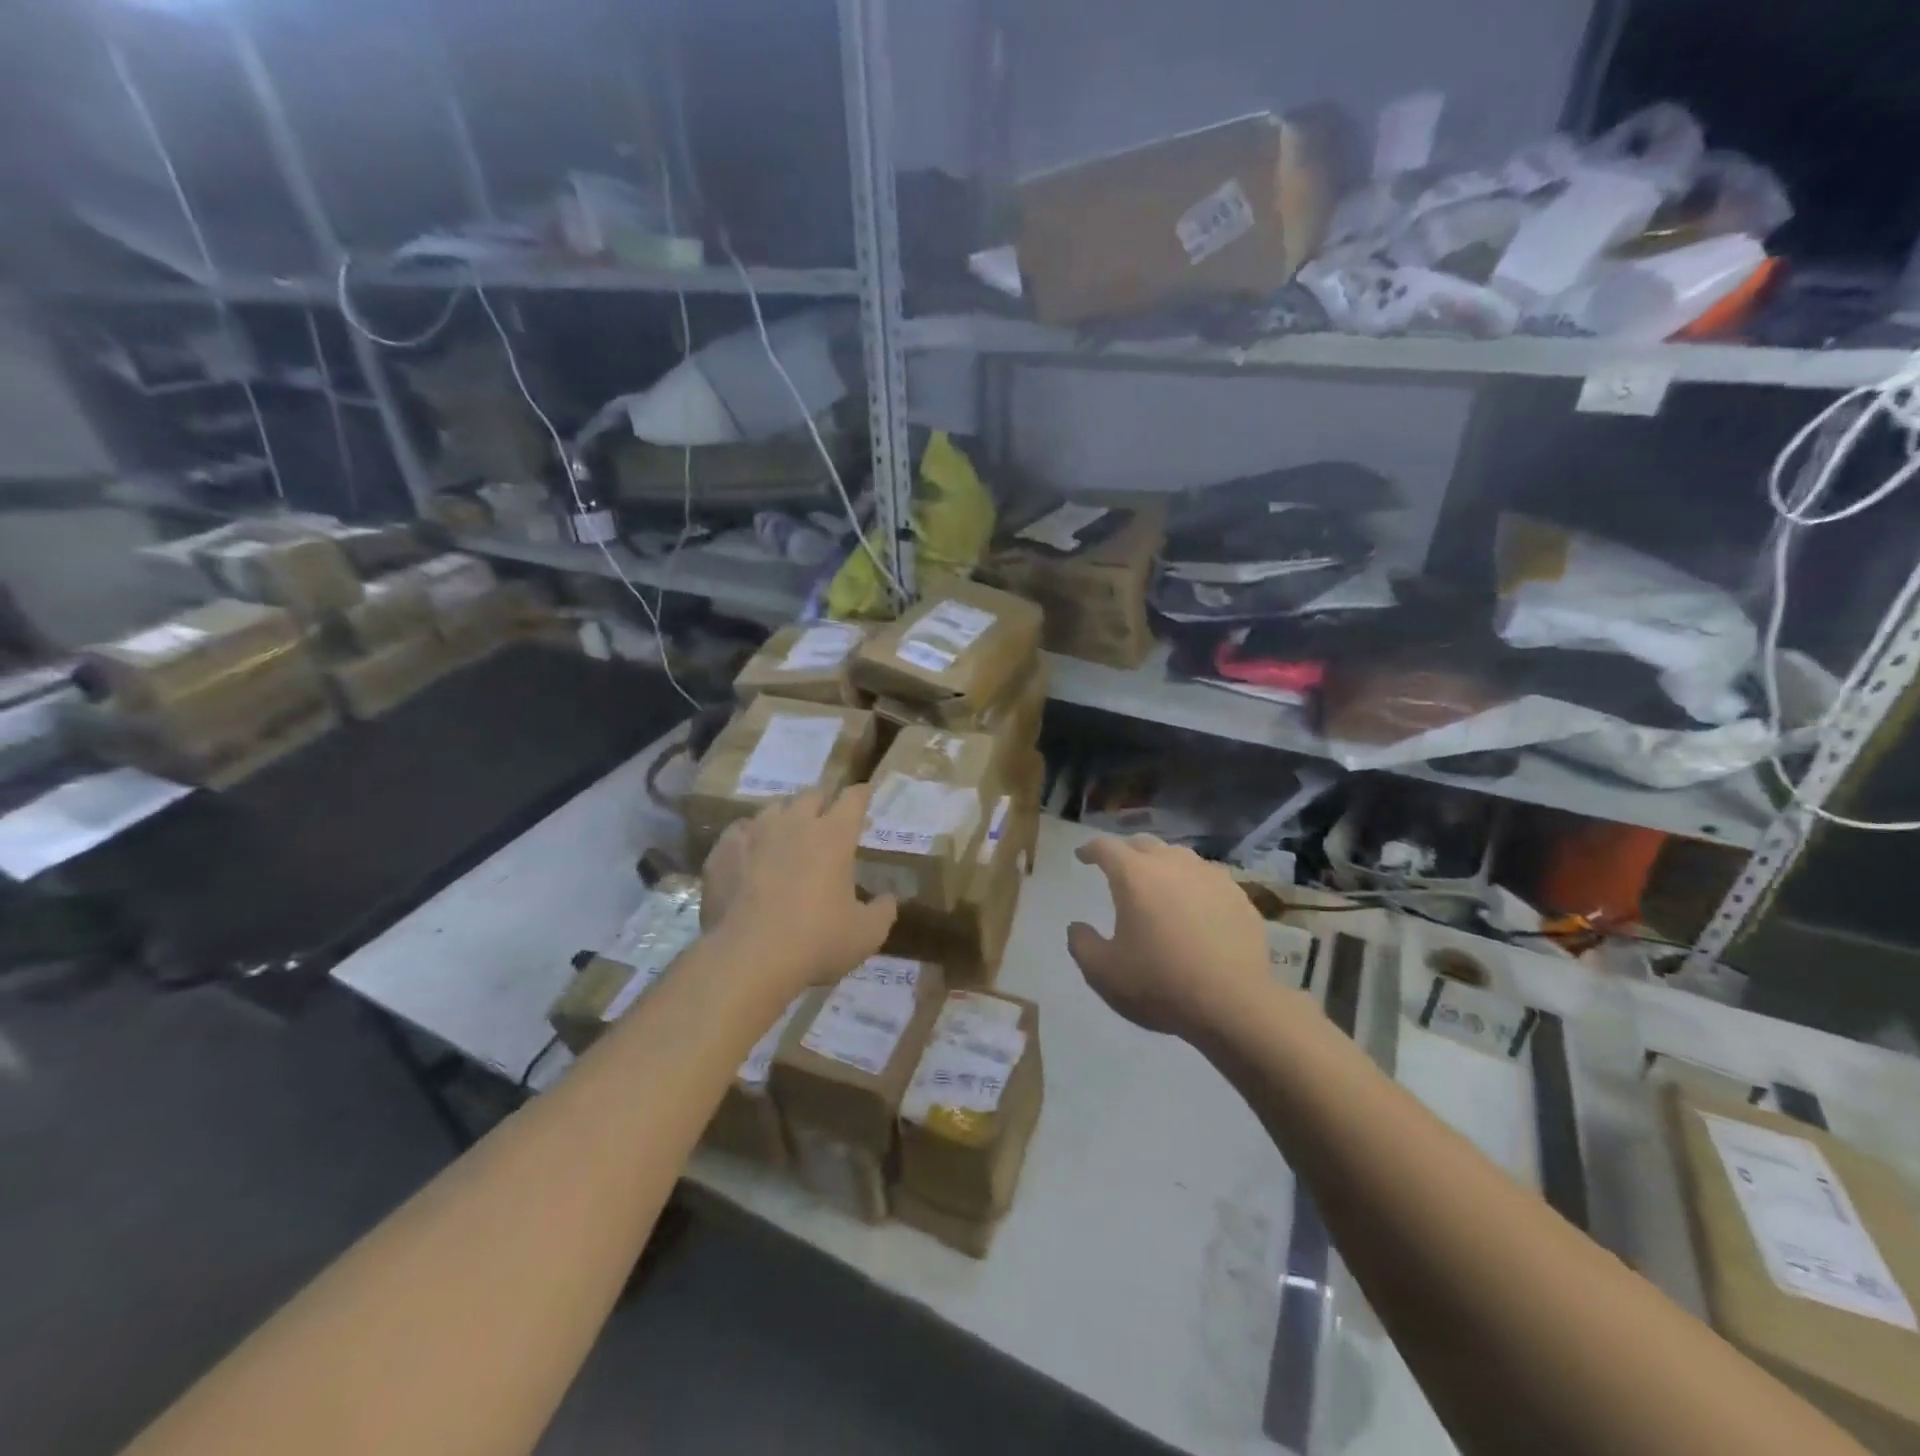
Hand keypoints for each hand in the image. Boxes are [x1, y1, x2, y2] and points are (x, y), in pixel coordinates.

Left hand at [700, 785, 897, 993]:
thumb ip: (883, 911)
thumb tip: (888, 898)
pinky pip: (739, 831)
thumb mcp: (866, 934)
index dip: (861, 794)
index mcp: (833, 836)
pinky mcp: (723, 852)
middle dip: (823, 802)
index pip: (853, 799)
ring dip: (786, 816)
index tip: (865, 794)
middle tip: (828, 820)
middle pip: (812, 795)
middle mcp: (795, 823)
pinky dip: (750, 836)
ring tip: (788, 834)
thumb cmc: (817, 941)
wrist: (748, 958)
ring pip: (774, 808)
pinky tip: (750, 851)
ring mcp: (755, 834)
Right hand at [1068, 835, 1272, 1040]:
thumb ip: (1082, 944)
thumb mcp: (1103, 973)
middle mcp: (1172, 864)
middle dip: (1126, 852)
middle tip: (1119, 868)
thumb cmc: (1160, 984)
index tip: (1082, 856)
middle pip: (1144, 844)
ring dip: (1162, 864)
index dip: (1090, 850)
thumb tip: (1077, 927)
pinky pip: (1208, 879)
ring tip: (1158, 884)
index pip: (1106, 848)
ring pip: (1179, 857)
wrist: (1234, 1004)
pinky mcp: (1238, 896)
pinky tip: (1195, 906)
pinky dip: (1193, 885)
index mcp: (1134, 876)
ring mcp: (1210, 876)